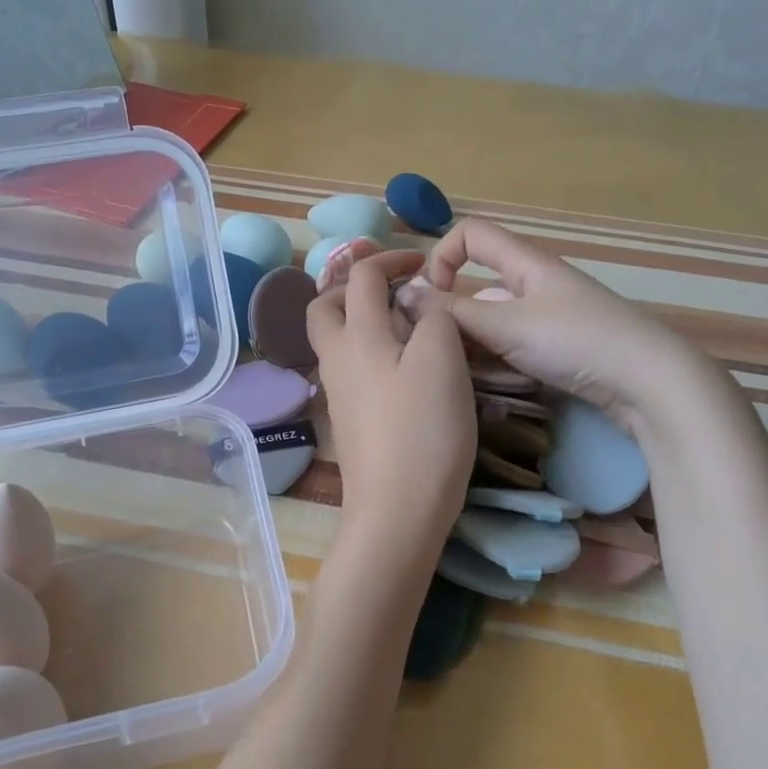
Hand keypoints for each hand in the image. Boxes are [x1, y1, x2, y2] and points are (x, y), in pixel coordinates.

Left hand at [308, 250, 475, 562]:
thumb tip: (420, 301)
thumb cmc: (423, 429)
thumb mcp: (442, 360)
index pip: (362, 276)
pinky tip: (403, 368)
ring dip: (362, 319)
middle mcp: (336, 358)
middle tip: (396, 292)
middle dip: (355, 287)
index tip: (424, 263)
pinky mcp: (348, 418)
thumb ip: (433, 317)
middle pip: (325, 306)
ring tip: (407, 328)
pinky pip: (350, 367)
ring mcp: (337, 392)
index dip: (391, 258)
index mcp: (357, 336)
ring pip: (335, 339)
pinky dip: (369, 351)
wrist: (397, 510)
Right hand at [396, 219, 664, 423]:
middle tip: (437, 352)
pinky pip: (513, 345)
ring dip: (473, 344)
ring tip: (464, 376)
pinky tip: (491, 389)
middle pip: (477, 285)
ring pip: (493, 321)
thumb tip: (404, 293)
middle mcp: (533, 284)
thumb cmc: (576, 341)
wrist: (650, 383)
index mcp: (524, 263)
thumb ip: (452, 313)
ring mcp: (548, 318)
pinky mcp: (559, 348)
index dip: (442, 257)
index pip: (470, 234)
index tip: (431, 297)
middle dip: (453, 316)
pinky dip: (497, 361)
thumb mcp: (507, 326)